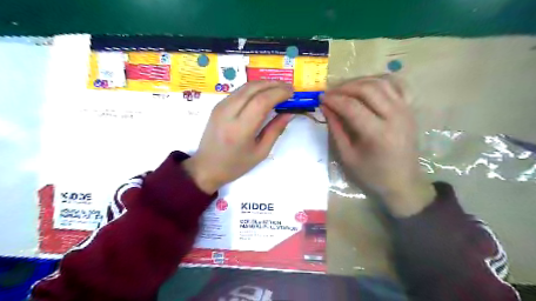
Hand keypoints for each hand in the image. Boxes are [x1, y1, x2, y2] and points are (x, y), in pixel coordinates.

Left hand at [183, 83, 291, 193]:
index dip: (279, 93)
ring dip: (264, 84)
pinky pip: (239, 91)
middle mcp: (228, 113)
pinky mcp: (217, 106)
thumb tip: (288, 113)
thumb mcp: (260, 152)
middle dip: (273, 84)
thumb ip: (275, 130)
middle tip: (288, 87)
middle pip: (253, 89)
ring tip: (279, 88)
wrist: (207, 166)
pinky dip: (253, 88)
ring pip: (245, 87)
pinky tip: (263, 93)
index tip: (292, 92)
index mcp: (240, 129)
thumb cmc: (236, 164)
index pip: (261, 101)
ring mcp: (220, 107)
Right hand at [320, 75, 431, 215]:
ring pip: (381, 82)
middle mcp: (395, 116)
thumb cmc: (372, 174)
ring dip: (360, 82)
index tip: (320, 98)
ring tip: (345, 89)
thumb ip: (336, 129)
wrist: (403, 182)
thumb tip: (325, 107)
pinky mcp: (410, 109)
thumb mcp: (348, 156)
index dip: (334, 100)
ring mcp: (406, 110)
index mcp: (378, 133)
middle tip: (330, 93)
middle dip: (344, 88)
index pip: (352, 107)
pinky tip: (368, 85)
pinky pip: (397, 84)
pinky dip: (381, 80)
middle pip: (367, 89)